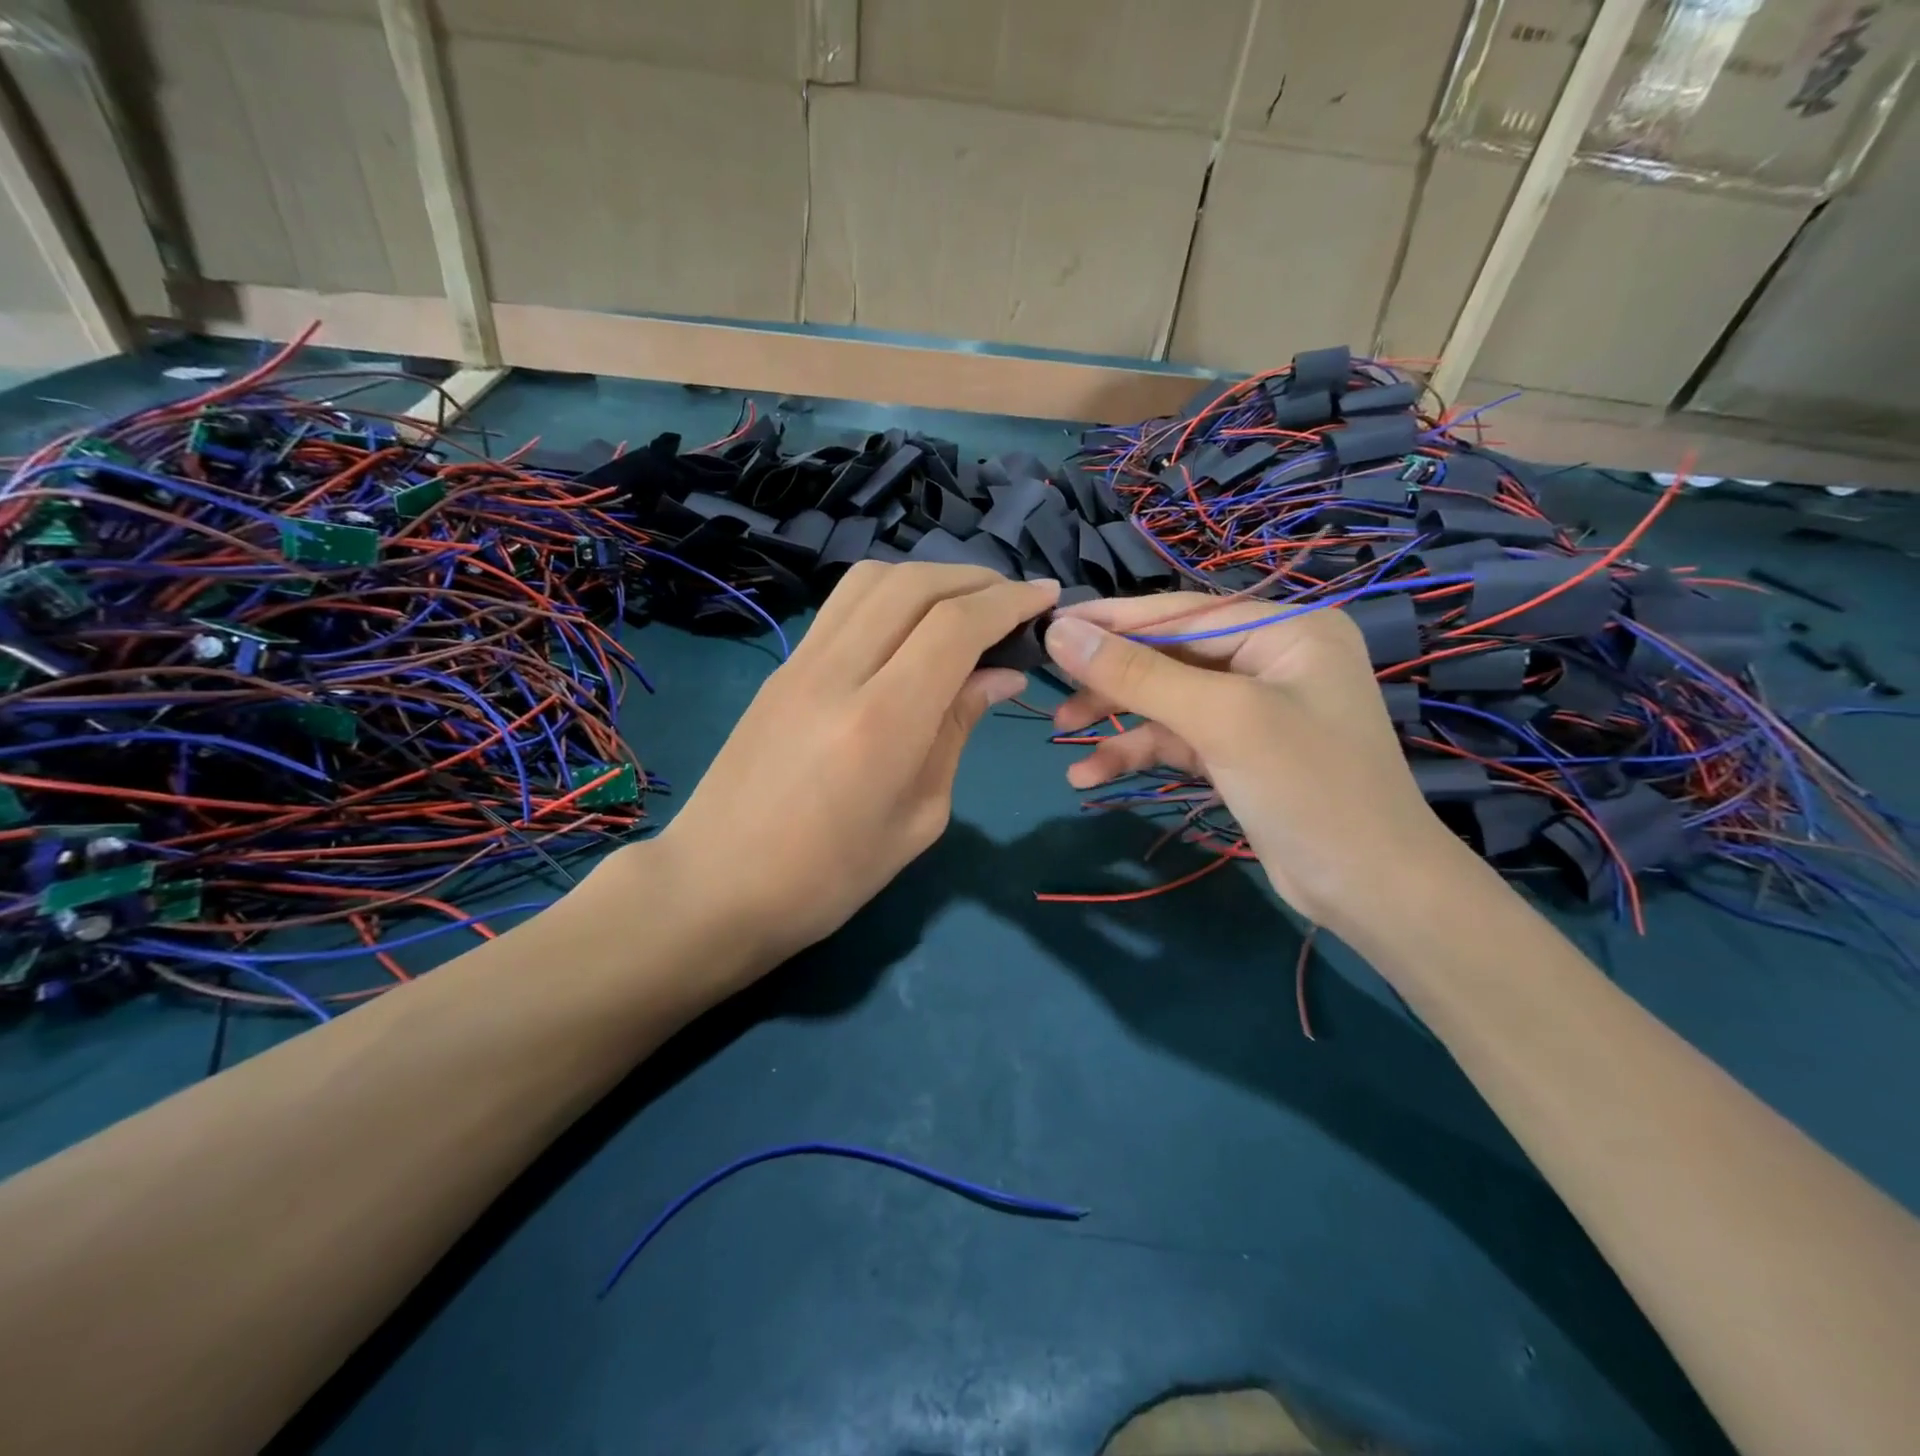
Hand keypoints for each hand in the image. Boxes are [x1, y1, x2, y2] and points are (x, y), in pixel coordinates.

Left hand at [657, 562, 1058, 968]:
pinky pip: (842, 606)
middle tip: (1013, 600)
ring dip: (929, 577)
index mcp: (882, 720)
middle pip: (914, 584)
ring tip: (964, 604)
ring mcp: (800, 663)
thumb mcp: (918, 816)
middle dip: (976, 580)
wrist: (717, 887)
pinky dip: (889, 596)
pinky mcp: (781, 668)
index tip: (1046, 599)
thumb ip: (957, 731)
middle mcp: (838, 672)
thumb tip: (998, 675)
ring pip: (871, 580)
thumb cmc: (830, 877)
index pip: (955, 625)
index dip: (1008, 602)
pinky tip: (909, 626)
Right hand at [1043, 594, 1459, 934]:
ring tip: (1064, 740)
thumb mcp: (1220, 720)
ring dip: (1117, 721)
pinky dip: (1138, 752)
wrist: (1370, 890)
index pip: (1180, 613)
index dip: (1110, 621)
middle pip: (1169, 656)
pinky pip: (1178, 738)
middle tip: (1052, 694)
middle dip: (1111, 680)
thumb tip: (1061, 632)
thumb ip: (1138, 673)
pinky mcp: (1239, 751)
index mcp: (1284, 629)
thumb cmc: (1308, 787)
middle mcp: (1270, 658)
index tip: (1048, 628)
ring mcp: (1255, 707)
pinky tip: (1092, 775)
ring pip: (1167, 700)